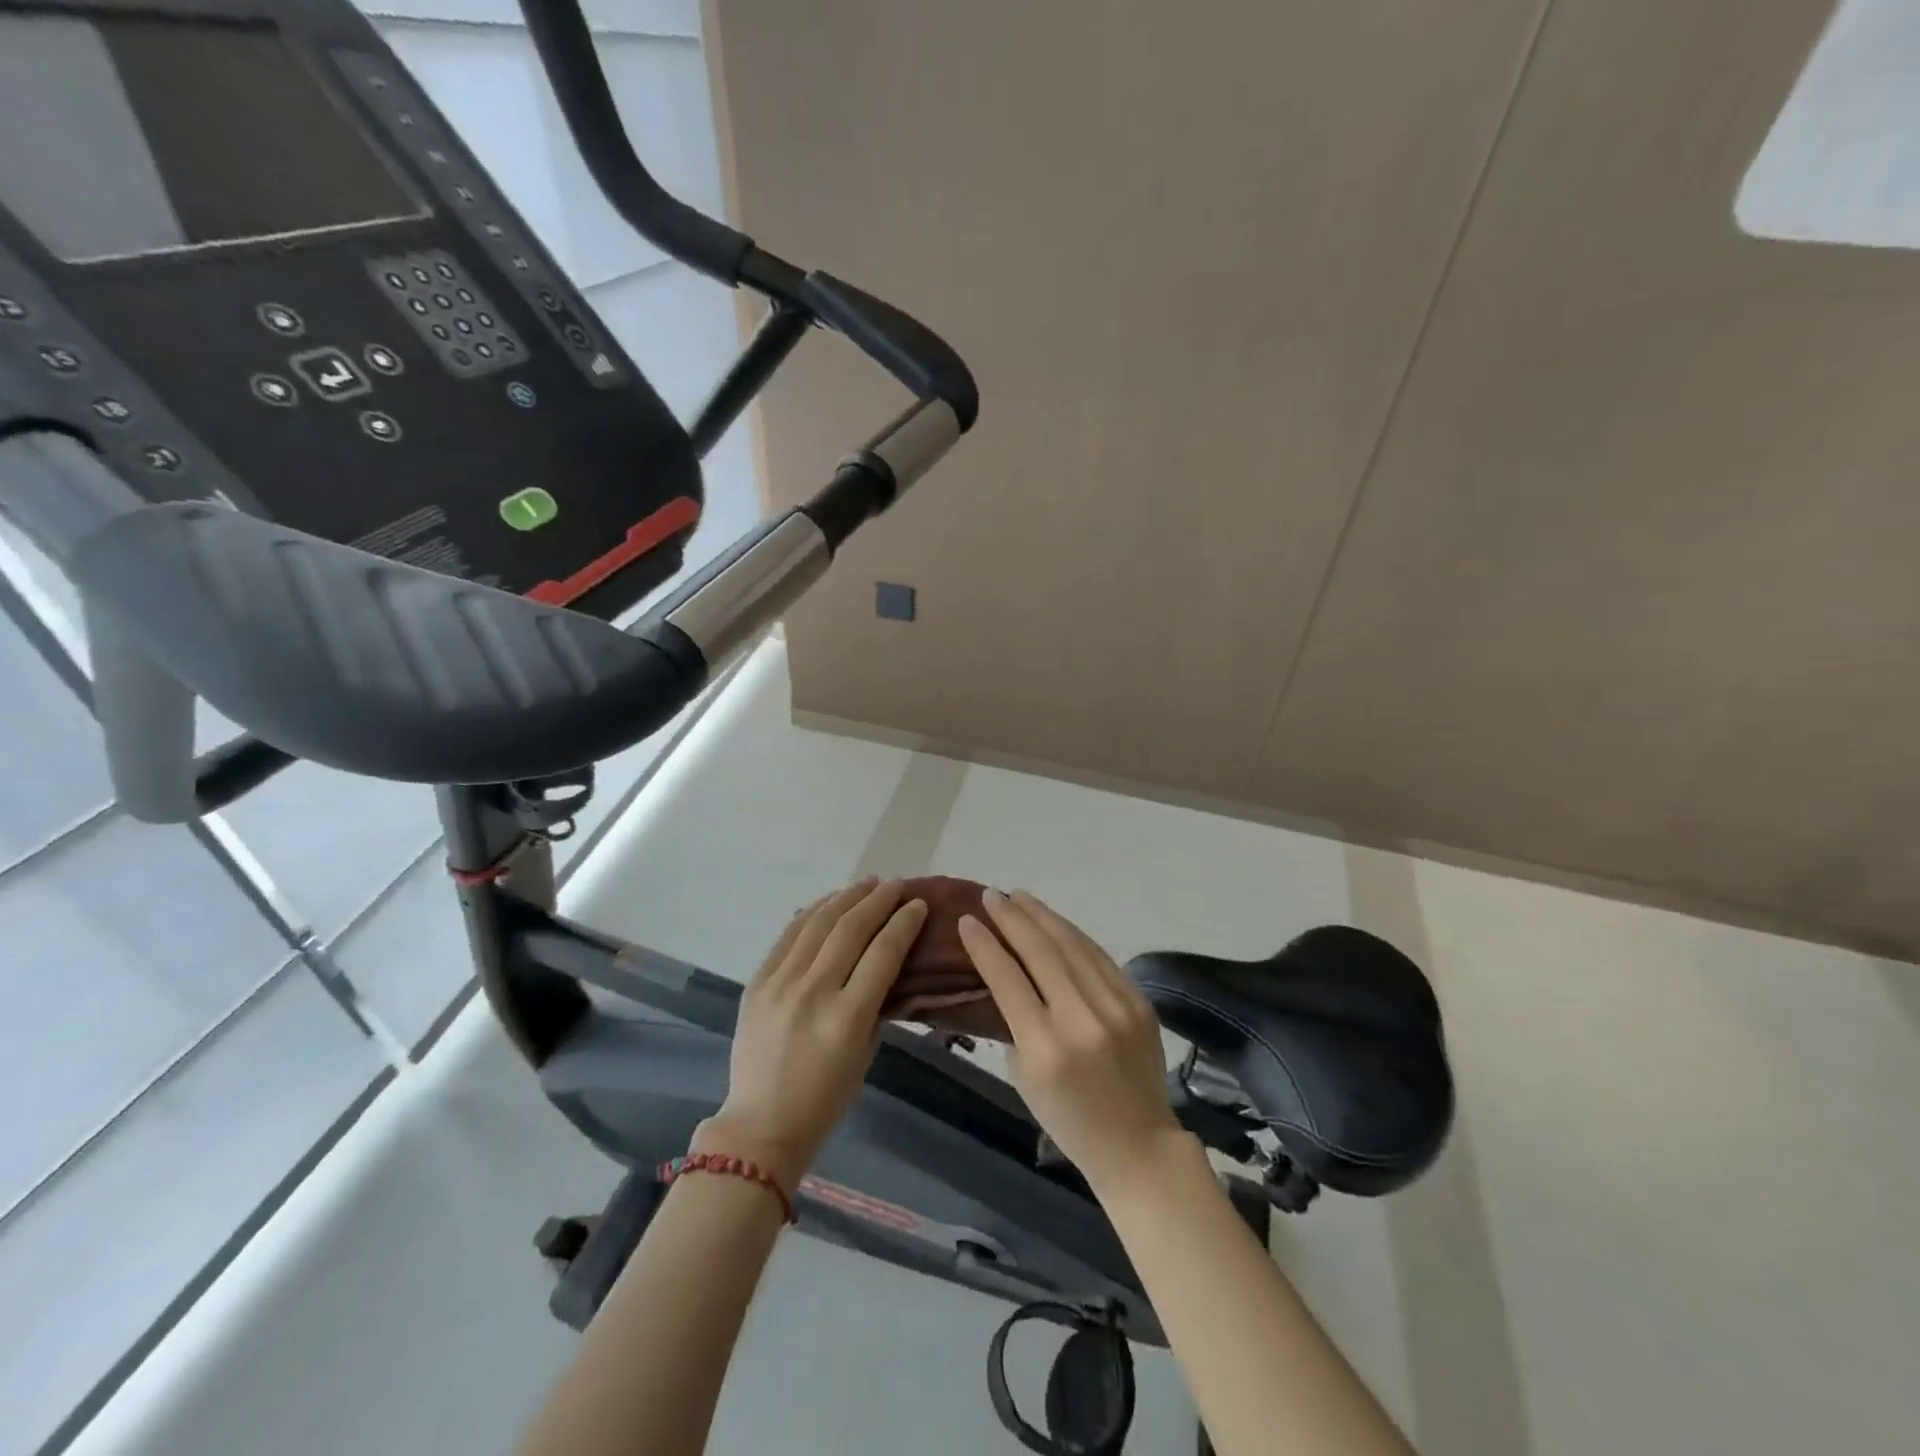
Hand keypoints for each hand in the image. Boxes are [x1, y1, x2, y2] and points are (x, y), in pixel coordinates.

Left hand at [697, 879, 927, 1189]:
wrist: (761, 1124)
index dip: (904, 923)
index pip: (883, 953)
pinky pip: (788, 936)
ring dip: (847, 897)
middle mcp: (814, 992)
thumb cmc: (826, 1099)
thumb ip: (877, 1004)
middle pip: (851, 929)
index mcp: (847, 1017)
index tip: (918, 904)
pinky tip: (829, 901)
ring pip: (818, 923)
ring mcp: (781, 984)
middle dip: (879, 900)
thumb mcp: (865, 1053)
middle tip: (897, 884)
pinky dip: (811, 912)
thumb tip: (887, 961)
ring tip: (868, 883)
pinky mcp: (757, 982)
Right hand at [959, 890, 1184, 1192]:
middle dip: (1012, 919)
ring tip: (1019, 897)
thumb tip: (1005, 976)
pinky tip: (1055, 921)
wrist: (1138, 1145)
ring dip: (1043, 916)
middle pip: (1041, 953)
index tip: (967, 920)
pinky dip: (1073, 934)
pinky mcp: (1138, 1002)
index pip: (1009, 980)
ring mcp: (1116, 1008)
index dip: (985, 946)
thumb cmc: (1069, 1120)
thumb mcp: (1025, 1078)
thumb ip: (1014, 1024)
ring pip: (1073, 946)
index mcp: (1047, 1049)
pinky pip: (1100, 957)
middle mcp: (1082, 1021)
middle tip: (991, 895)